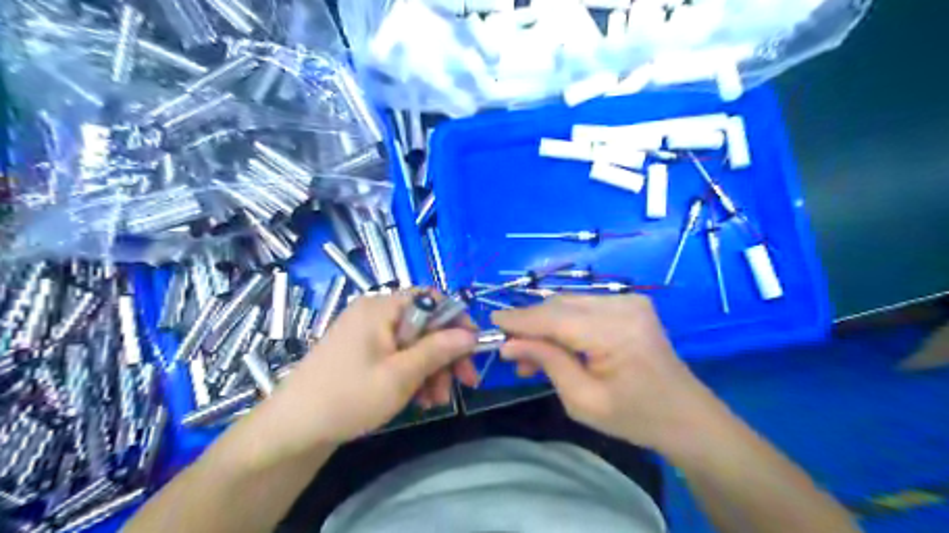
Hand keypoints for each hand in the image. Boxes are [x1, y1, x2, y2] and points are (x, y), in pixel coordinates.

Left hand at [257, 291, 478, 449]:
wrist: (293, 430)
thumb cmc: (349, 397)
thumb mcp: (401, 375)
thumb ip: (438, 350)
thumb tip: (471, 334)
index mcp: (381, 308)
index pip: (431, 299)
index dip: (456, 320)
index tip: (472, 348)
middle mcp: (375, 313)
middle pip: (425, 324)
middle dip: (446, 354)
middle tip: (465, 383)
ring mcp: (367, 333)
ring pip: (414, 343)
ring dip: (432, 369)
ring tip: (436, 400)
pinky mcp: (362, 353)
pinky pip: (397, 355)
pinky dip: (413, 374)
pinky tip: (420, 400)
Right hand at [494, 293, 723, 451]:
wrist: (687, 416)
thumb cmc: (635, 417)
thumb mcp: (583, 400)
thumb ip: (546, 363)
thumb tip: (509, 344)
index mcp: (615, 332)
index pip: (554, 318)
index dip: (520, 319)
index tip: (492, 321)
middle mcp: (623, 306)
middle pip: (560, 305)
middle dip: (531, 324)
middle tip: (511, 349)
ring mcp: (630, 301)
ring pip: (570, 304)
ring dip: (546, 324)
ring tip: (530, 354)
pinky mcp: (631, 304)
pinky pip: (585, 307)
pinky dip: (565, 322)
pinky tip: (556, 344)